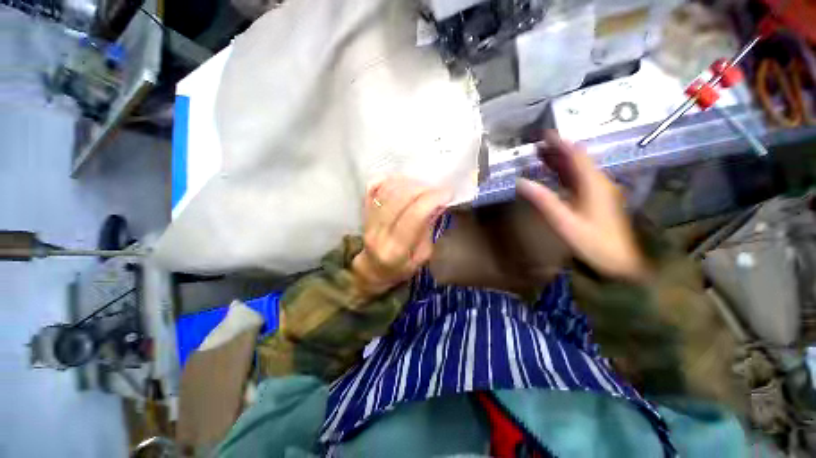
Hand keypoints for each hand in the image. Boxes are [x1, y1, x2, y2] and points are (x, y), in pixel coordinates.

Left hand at [351, 177, 451, 297]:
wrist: (373, 268)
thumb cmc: (401, 267)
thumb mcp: (422, 257)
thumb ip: (428, 230)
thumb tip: (437, 204)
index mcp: (396, 250)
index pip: (414, 216)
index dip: (432, 199)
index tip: (448, 193)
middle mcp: (379, 232)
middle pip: (400, 198)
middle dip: (423, 188)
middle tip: (437, 189)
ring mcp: (368, 219)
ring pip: (388, 189)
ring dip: (410, 182)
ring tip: (423, 187)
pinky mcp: (363, 210)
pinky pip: (373, 186)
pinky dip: (390, 179)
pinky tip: (404, 182)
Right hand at [516, 131, 648, 281]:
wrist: (618, 263)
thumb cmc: (593, 242)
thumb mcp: (564, 222)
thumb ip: (544, 200)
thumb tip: (521, 182)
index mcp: (593, 184)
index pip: (575, 156)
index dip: (560, 143)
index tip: (544, 134)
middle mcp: (598, 182)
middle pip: (577, 160)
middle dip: (557, 150)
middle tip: (537, 145)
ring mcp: (599, 191)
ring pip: (578, 169)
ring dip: (560, 161)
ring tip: (541, 155)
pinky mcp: (596, 200)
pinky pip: (578, 180)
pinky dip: (564, 173)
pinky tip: (554, 175)